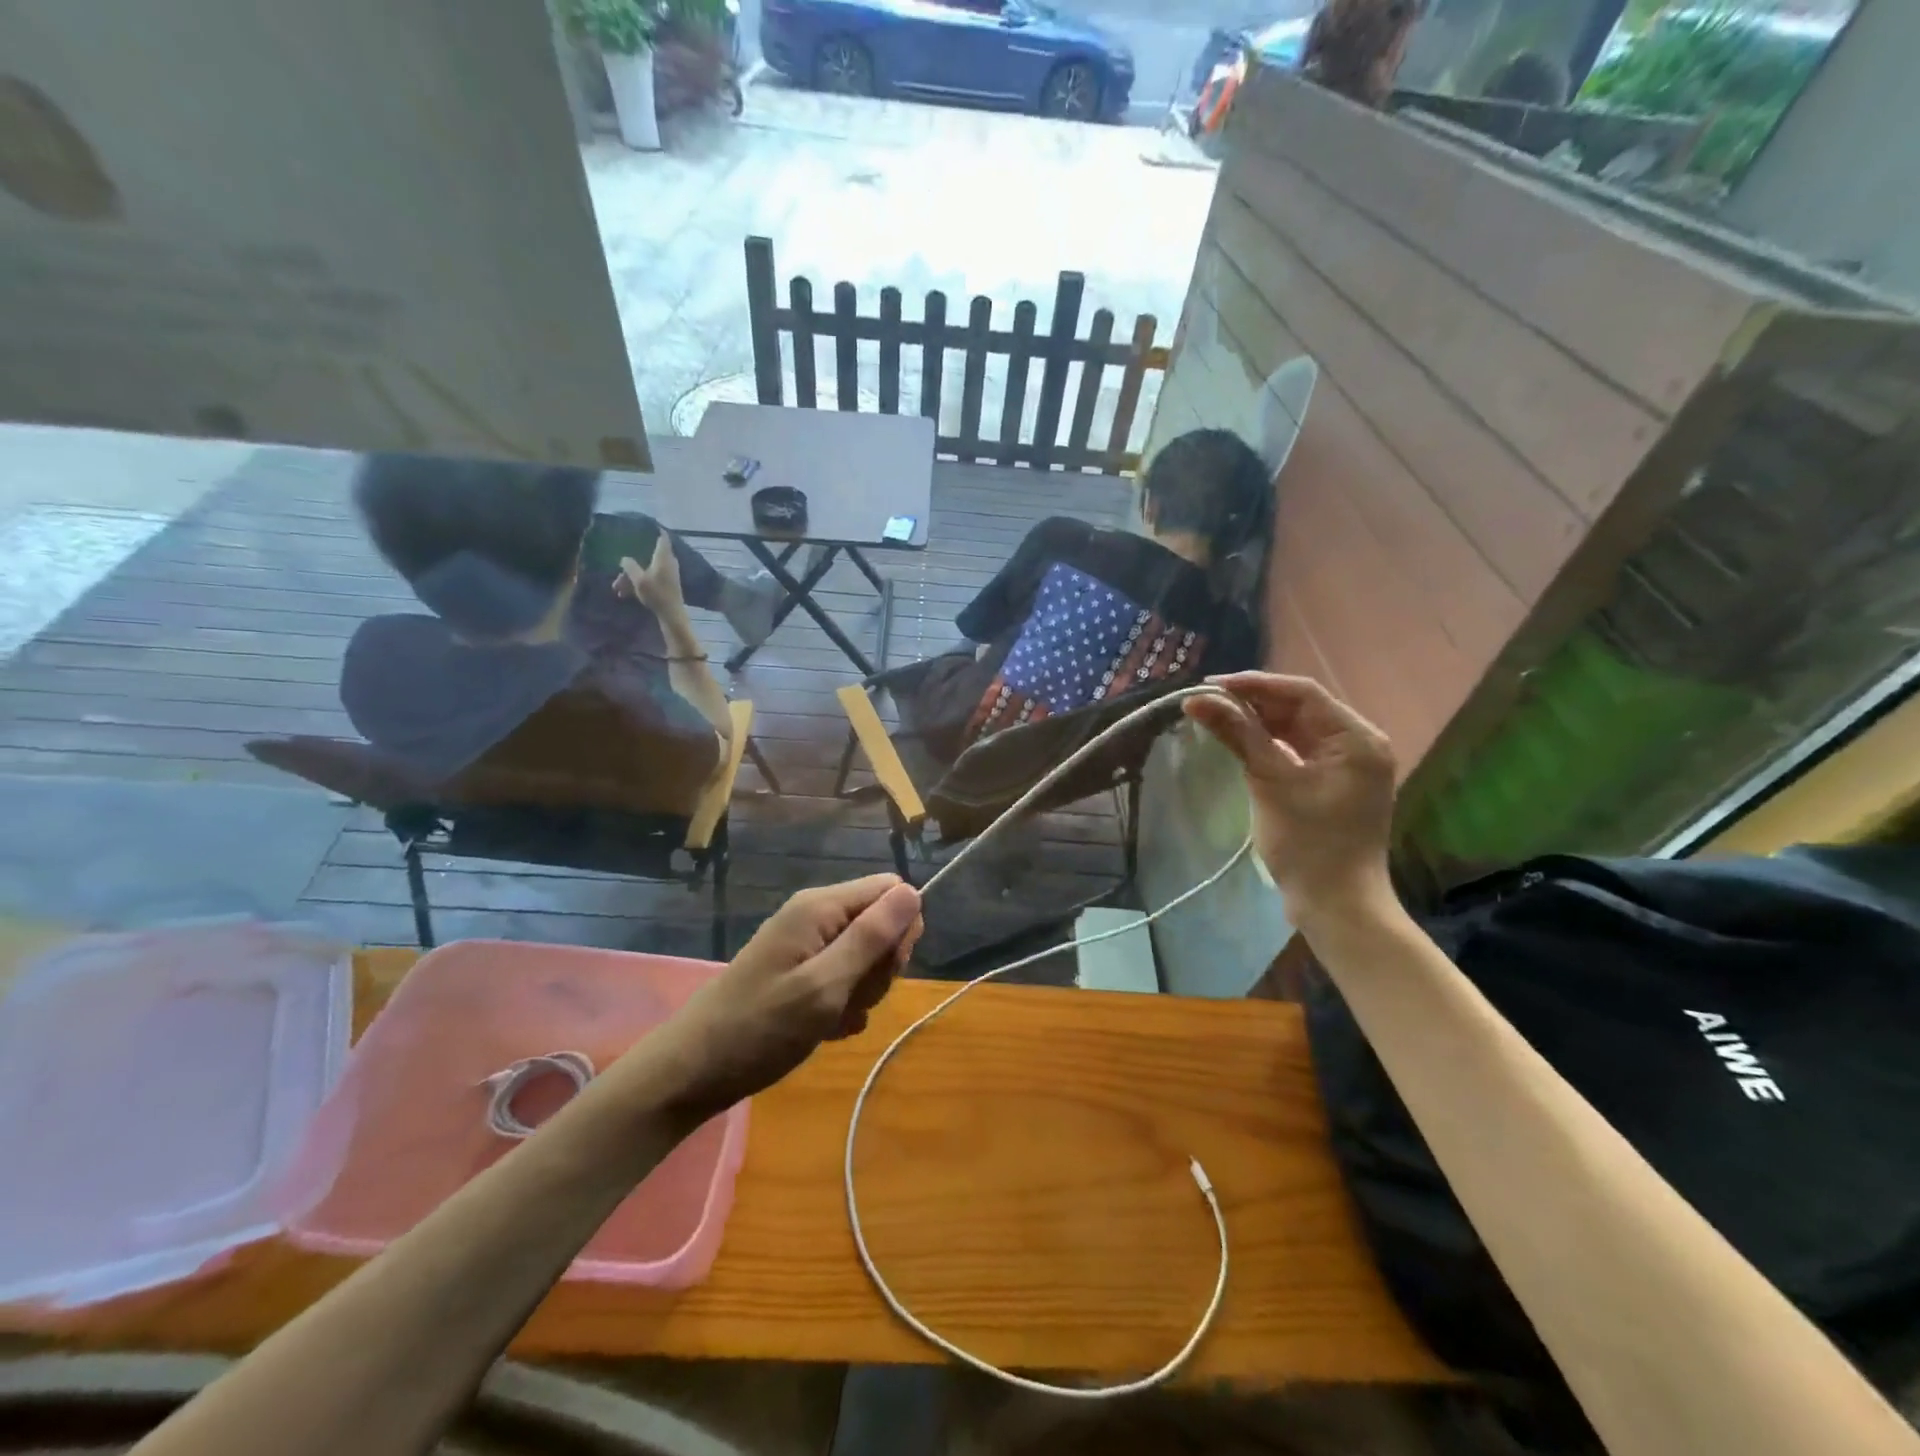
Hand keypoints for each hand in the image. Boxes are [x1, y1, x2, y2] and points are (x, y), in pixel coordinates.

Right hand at [614, 532, 684, 614]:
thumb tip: (624, 558)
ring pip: (647, 569)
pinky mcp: (667, 583)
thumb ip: (630, 566)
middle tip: (620, 566)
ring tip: (618, 589)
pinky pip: (650, 578)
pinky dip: (639, 583)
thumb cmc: (656, 593)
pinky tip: (625, 593)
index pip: (662, 537)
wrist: (671, 613)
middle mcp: (668, 562)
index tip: (648, 525)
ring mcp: (669, 573)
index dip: (655, 530)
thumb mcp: (639, 579)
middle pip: (649, 555)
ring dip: (632, 577)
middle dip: (632, 562)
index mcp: (663, 556)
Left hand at [660, 875, 922, 1118]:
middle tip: (852, 998)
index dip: (901, 927)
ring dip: (863, 991)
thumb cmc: (760, 1028)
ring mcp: (806, 946)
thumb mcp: (825, 985)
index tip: (887, 968)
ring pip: (866, 956)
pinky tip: (828, 1029)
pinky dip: (844, 1005)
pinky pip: (844, 979)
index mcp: (821, 907)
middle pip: (880, 923)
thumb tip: (913, 892)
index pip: (890, 890)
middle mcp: (815, 916)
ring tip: (834, 1018)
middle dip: (880, 966)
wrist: (693, 1072)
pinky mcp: (800, 973)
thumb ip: (871, 937)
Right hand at [1184, 673, 1396, 921]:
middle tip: (1206, 701)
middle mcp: (1358, 744)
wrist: (1337, 906)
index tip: (1210, 685)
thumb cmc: (1308, 844)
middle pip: (1300, 708)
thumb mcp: (1270, 782)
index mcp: (1356, 738)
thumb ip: (1237, 734)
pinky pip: (1297, 751)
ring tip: (1214, 716)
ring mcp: (1347, 766)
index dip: (1255, 684)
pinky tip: (1238, 742)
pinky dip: (1268, 745)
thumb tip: (1197, 698)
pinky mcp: (1332, 785)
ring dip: (1257, 722)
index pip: (1303, 693)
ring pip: (1296, 729)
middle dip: (1253, 702)